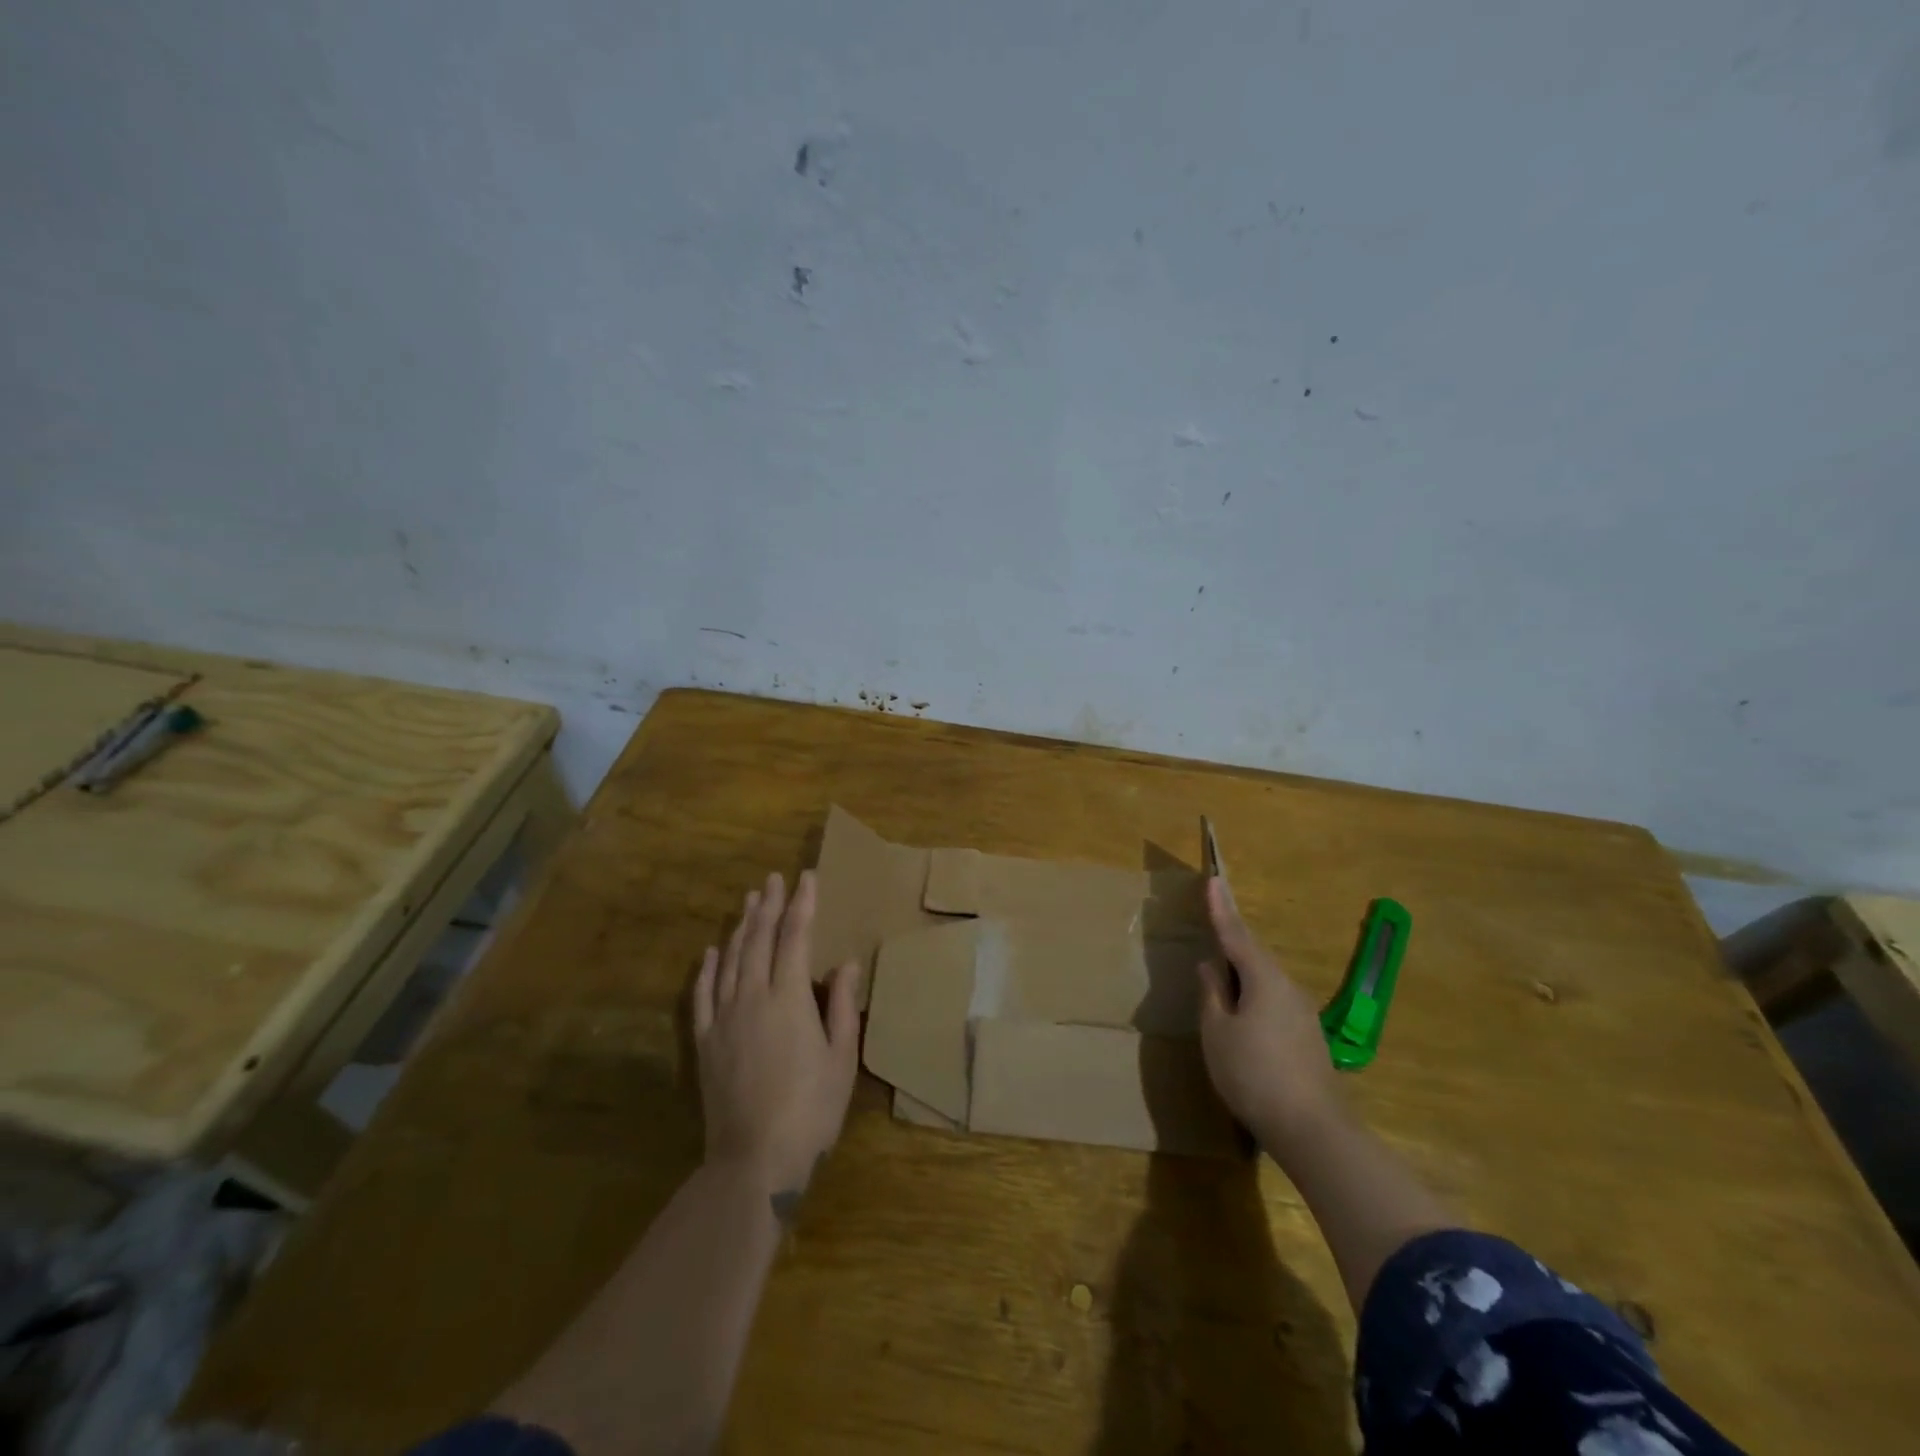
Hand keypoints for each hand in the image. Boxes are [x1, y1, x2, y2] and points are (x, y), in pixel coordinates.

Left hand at [694, 870, 861, 1214]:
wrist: (754, 1160)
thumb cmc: (811, 1109)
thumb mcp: (841, 1058)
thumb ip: (841, 1005)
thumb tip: (845, 963)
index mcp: (789, 997)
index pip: (795, 936)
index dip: (802, 904)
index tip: (806, 877)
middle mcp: (752, 996)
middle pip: (759, 939)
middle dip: (768, 905)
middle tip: (773, 879)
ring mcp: (724, 1018)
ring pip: (731, 959)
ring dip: (741, 927)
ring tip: (749, 902)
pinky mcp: (706, 1042)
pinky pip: (704, 994)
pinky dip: (709, 967)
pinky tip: (713, 951)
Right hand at [1196, 877, 1340, 1151]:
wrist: (1312, 1130)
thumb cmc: (1253, 1074)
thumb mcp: (1218, 1032)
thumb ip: (1212, 994)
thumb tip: (1210, 966)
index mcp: (1264, 978)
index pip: (1236, 934)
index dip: (1221, 908)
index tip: (1213, 878)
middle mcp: (1287, 987)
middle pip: (1253, 955)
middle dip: (1231, 941)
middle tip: (1212, 923)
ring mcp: (1301, 1013)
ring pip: (1264, 980)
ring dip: (1241, 974)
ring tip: (1219, 977)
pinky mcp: (1306, 1037)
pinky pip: (1272, 1001)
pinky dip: (1252, 996)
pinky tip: (1241, 1015)